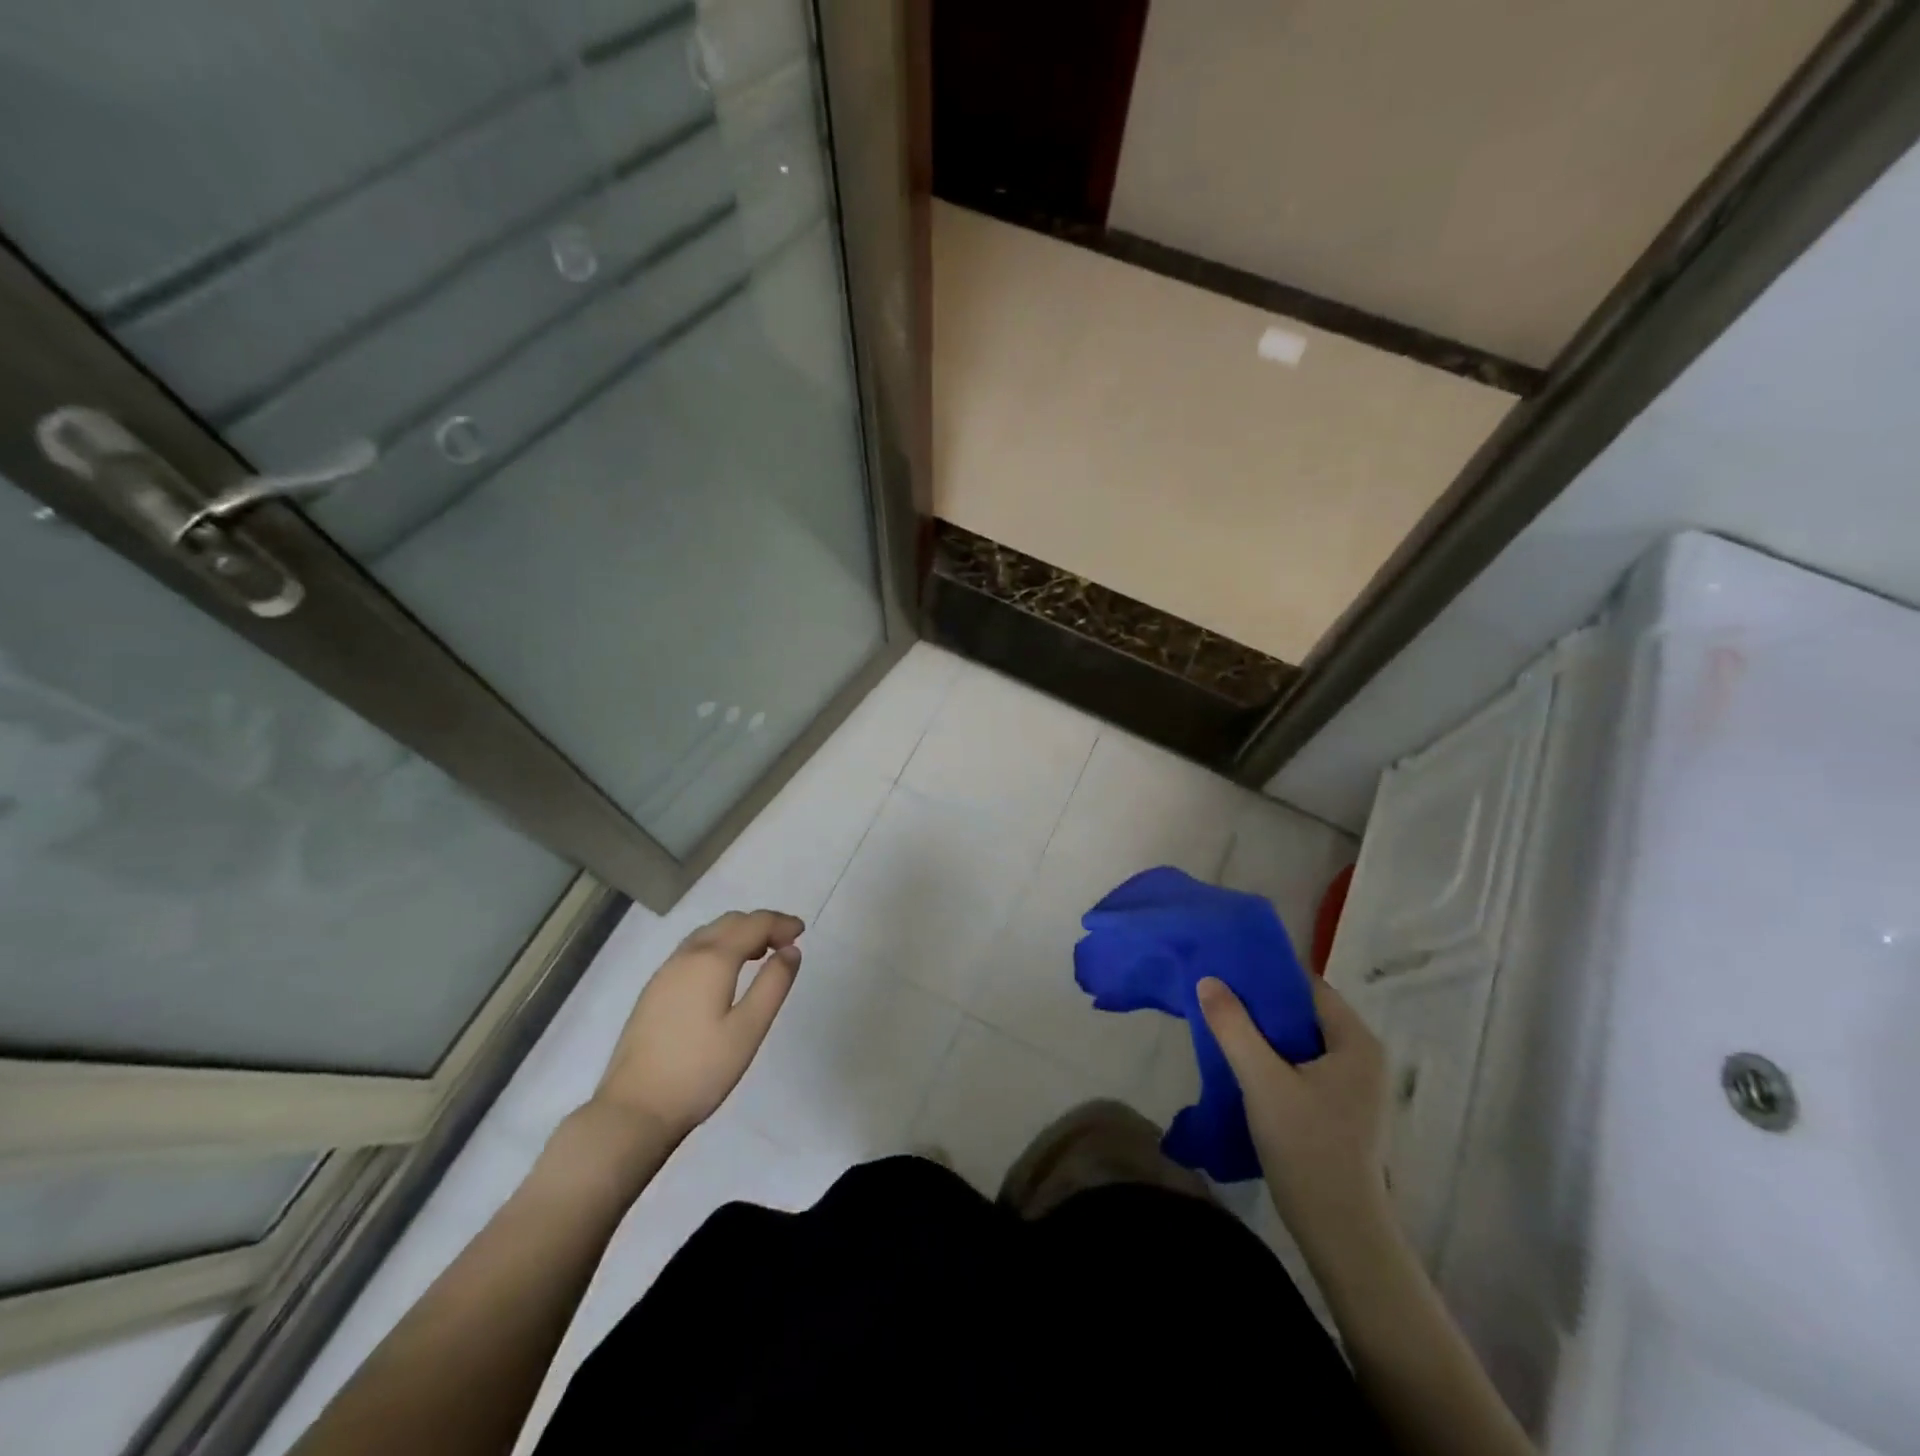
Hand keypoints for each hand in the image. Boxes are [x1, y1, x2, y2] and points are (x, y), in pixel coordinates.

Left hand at [589, 909, 802, 1145]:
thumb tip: (791, 950)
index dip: (780, 923)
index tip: (802, 932)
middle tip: (786, 942)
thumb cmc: (700, 1070)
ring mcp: (665, 972)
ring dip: (737, 934)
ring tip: (760, 954)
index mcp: (712, 960)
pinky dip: (717, 947)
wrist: (634, 1110)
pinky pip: (692, 951)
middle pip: (728, 922)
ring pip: (707, 934)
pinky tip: (724, 973)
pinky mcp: (654, 991)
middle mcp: (687, 956)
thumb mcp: (749, 1029)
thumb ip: (773, 984)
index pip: (753, 924)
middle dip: (760, 924)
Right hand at [1198, 974, 1391, 1249]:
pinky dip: (1278, 1060)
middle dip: (1263, 1005)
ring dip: (1267, 1035)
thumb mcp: (1261, 1079)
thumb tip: (1208, 980)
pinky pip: (1307, 1067)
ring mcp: (1358, 1088)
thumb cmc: (1307, 1146)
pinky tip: (1247, 1067)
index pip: (1309, 987)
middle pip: (1306, 1014)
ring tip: (1226, 1027)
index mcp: (1356, 1042)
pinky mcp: (1345, 1112)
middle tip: (1219, 998)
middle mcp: (1364, 1057)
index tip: (1229, 971)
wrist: (1341, 1231)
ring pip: (1304, 1043)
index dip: (1268, 976)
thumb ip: (1233, 1026)